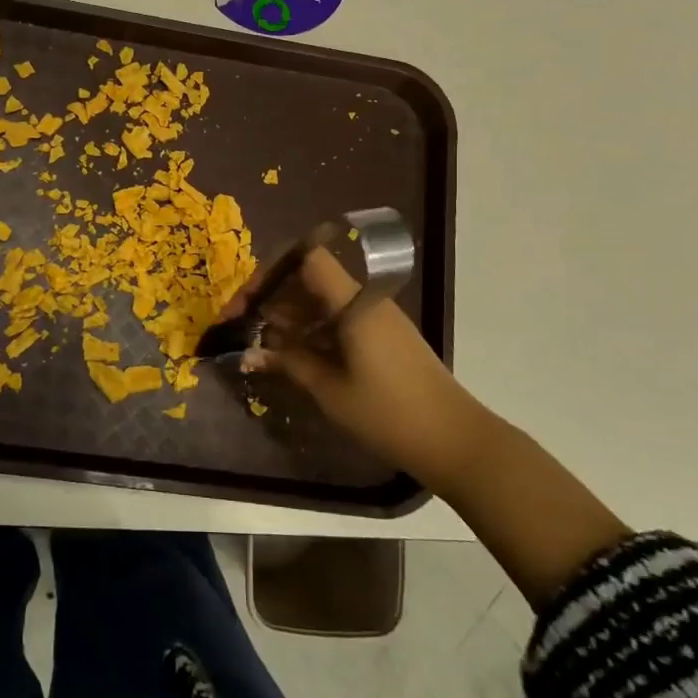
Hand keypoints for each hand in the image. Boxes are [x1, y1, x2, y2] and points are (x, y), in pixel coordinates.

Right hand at [229, 247, 482, 484]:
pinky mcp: (380, 335)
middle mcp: (364, 300)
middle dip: (272, 296)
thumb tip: (247, 353)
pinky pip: (336, 318)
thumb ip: (288, 363)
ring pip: (321, 299)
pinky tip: (290, 353)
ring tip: (260, 343)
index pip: (307, 258)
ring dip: (289, 314)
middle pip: (309, 277)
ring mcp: (374, 317)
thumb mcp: (331, 391)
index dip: (271, 270)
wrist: (455, 440)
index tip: (246, 303)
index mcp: (354, 303)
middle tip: (242, 326)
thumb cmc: (390, 414)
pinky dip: (310, 329)